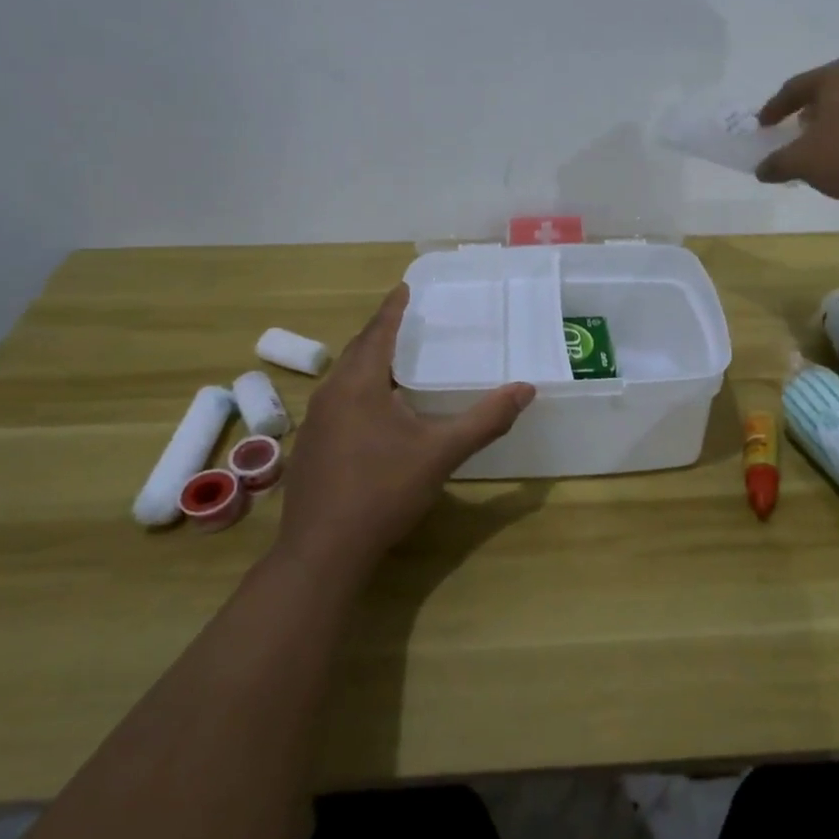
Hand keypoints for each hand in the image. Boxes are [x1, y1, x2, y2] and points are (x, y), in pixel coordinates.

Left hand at [274, 285, 535, 582]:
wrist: (323, 551)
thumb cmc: (383, 491)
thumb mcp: (441, 453)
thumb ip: (485, 420)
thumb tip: (526, 389)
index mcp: (358, 384)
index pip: (378, 331)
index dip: (394, 308)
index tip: (405, 286)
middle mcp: (331, 393)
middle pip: (358, 350)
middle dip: (382, 331)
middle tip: (408, 319)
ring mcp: (316, 422)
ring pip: (345, 377)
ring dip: (369, 362)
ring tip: (397, 360)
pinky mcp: (312, 447)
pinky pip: (338, 401)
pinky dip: (360, 390)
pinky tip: (377, 411)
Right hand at [754, 56, 838, 207]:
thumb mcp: (802, 163)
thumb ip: (776, 163)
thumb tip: (762, 170)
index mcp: (837, 74)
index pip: (795, 87)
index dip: (774, 108)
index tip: (763, 125)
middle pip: (826, 90)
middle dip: (807, 110)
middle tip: (794, 130)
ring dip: (833, 122)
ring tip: (823, 145)